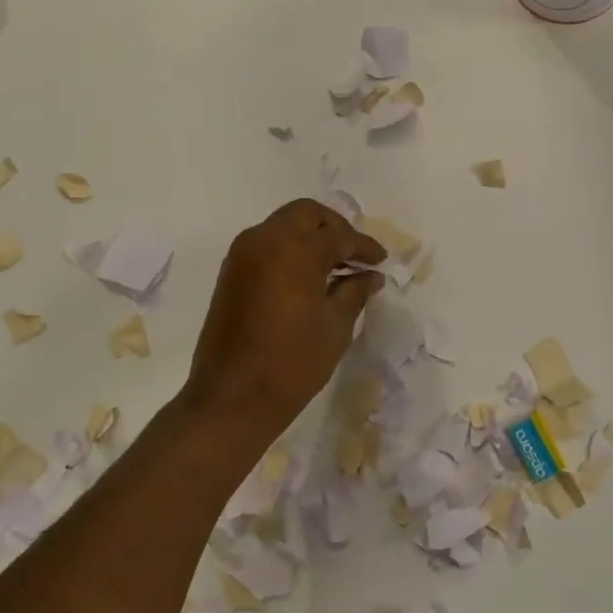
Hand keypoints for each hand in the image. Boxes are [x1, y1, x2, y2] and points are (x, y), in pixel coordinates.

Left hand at [181, 200, 386, 443]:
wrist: (232, 397)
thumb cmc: (292, 363)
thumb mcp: (335, 327)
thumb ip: (354, 292)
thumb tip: (370, 276)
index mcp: (294, 249)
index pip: (338, 235)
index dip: (364, 246)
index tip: (381, 260)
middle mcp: (264, 239)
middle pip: (306, 215)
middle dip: (334, 228)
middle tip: (355, 253)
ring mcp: (242, 254)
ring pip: (283, 225)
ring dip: (310, 236)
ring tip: (335, 265)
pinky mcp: (231, 272)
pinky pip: (266, 244)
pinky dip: (289, 249)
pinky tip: (308, 276)